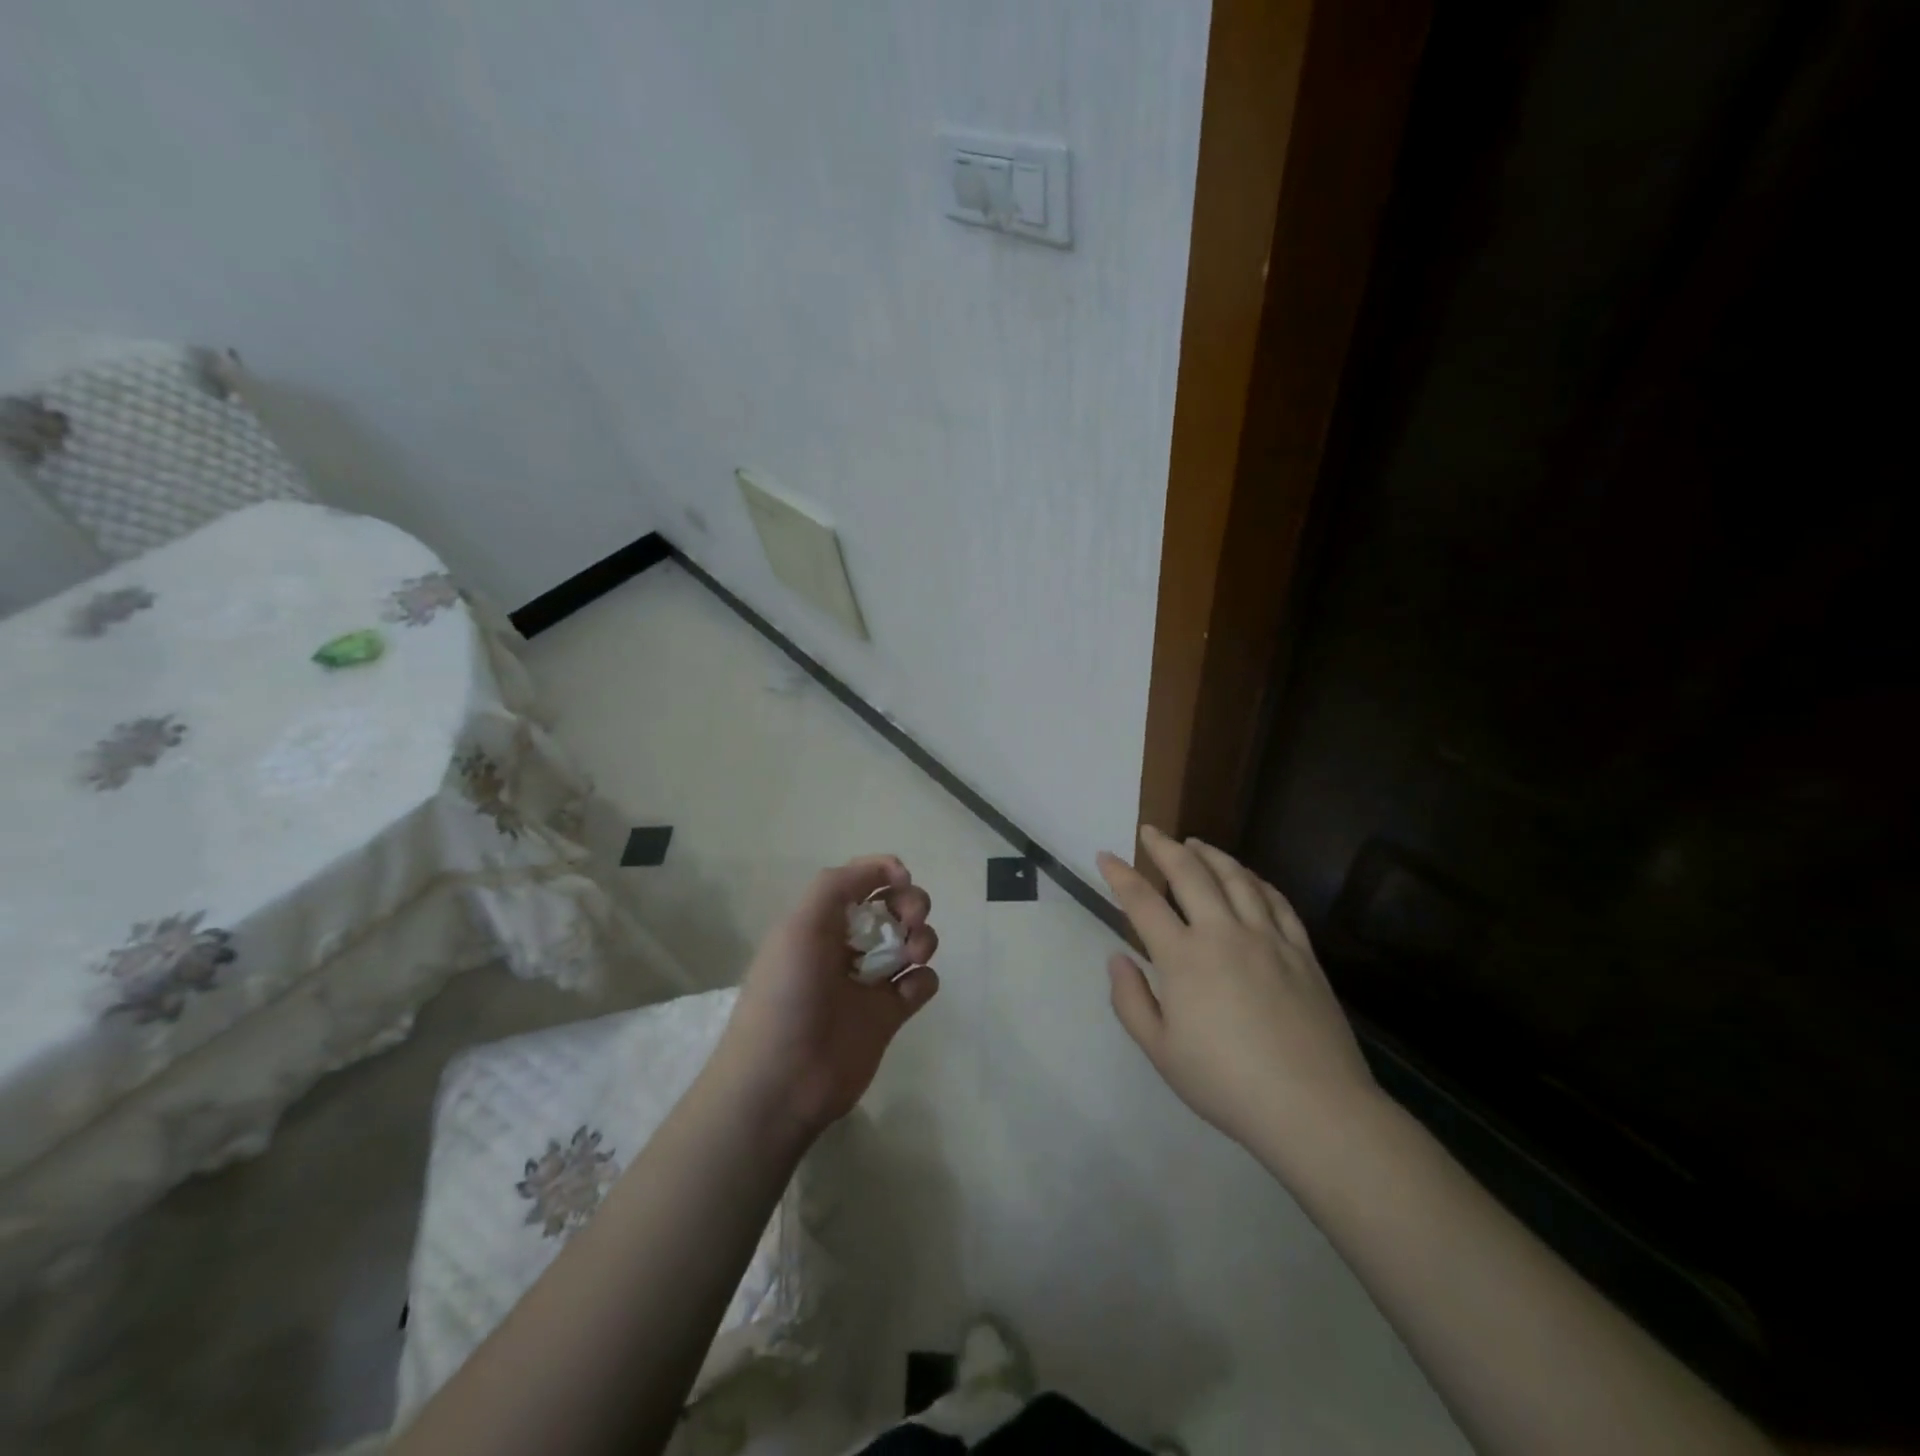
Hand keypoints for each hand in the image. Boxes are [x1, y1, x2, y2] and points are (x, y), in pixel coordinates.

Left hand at [710, 855, 939, 1144]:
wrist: (781, 1082)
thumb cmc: (787, 995)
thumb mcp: (800, 926)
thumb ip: (837, 885)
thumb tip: (889, 869)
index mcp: (821, 921)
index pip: (862, 881)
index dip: (885, 873)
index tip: (901, 880)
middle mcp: (846, 946)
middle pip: (893, 907)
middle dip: (910, 903)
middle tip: (911, 919)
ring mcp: (869, 982)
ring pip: (912, 942)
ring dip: (922, 937)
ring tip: (912, 954)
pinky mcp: (889, 1016)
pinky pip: (921, 984)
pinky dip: (923, 980)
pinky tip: (908, 991)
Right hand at [1097, 827, 1377, 1153]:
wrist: (1313, 1107)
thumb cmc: (1226, 1083)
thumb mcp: (1160, 1051)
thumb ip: (1130, 1000)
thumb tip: (1117, 957)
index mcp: (1184, 958)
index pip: (1143, 902)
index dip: (1120, 875)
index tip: (1106, 856)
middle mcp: (1224, 934)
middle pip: (1190, 875)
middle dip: (1165, 848)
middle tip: (1150, 832)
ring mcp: (1268, 938)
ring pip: (1237, 878)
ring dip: (1211, 855)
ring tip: (1195, 843)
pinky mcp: (1302, 952)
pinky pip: (1277, 902)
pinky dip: (1257, 881)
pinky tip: (1249, 877)